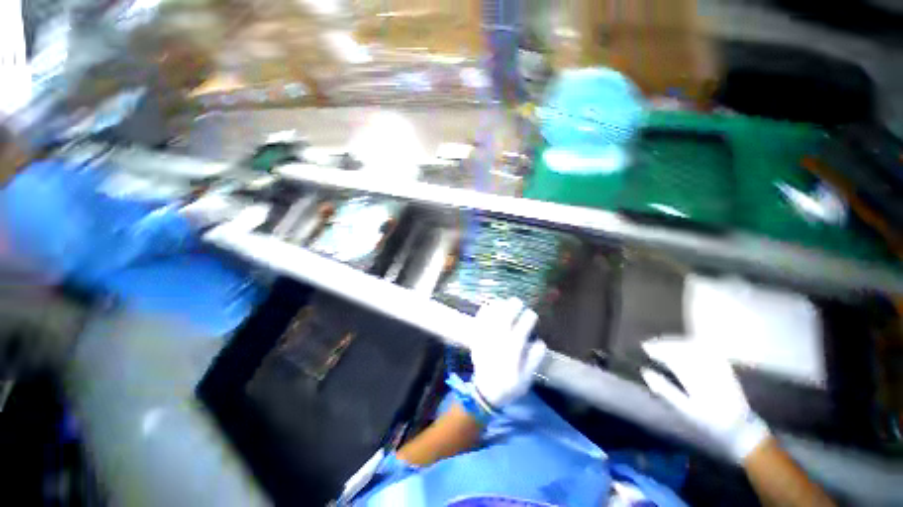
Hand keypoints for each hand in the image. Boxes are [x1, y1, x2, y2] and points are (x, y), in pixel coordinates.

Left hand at [470, 298, 546, 407]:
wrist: (485, 392)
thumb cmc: (508, 386)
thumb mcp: (526, 379)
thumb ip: (534, 360)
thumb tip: (540, 342)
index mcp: (511, 353)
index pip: (521, 331)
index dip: (527, 320)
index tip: (531, 314)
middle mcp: (498, 343)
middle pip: (504, 320)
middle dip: (511, 308)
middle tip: (518, 301)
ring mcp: (485, 340)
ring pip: (491, 319)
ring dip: (498, 308)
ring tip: (504, 301)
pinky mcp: (477, 340)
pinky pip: (479, 322)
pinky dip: (484, 312)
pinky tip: (489, 305)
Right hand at [641, 337, 769, 462]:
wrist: (741, 427)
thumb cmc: (708, 422)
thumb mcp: (685, 410)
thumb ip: (665, 390)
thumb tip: (645, 371)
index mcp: (697, 383)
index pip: (673, 359)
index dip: (658, 350)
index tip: (644, 347)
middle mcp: (708, 372)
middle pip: (683, 350)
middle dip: (664, 343)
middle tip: (650, 342)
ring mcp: (719, 368)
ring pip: (695, 347)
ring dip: (676, 342)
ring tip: (663, 342)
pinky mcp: (725, 367)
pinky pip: (708, 349)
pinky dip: (693, 343)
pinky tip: (684, 343)